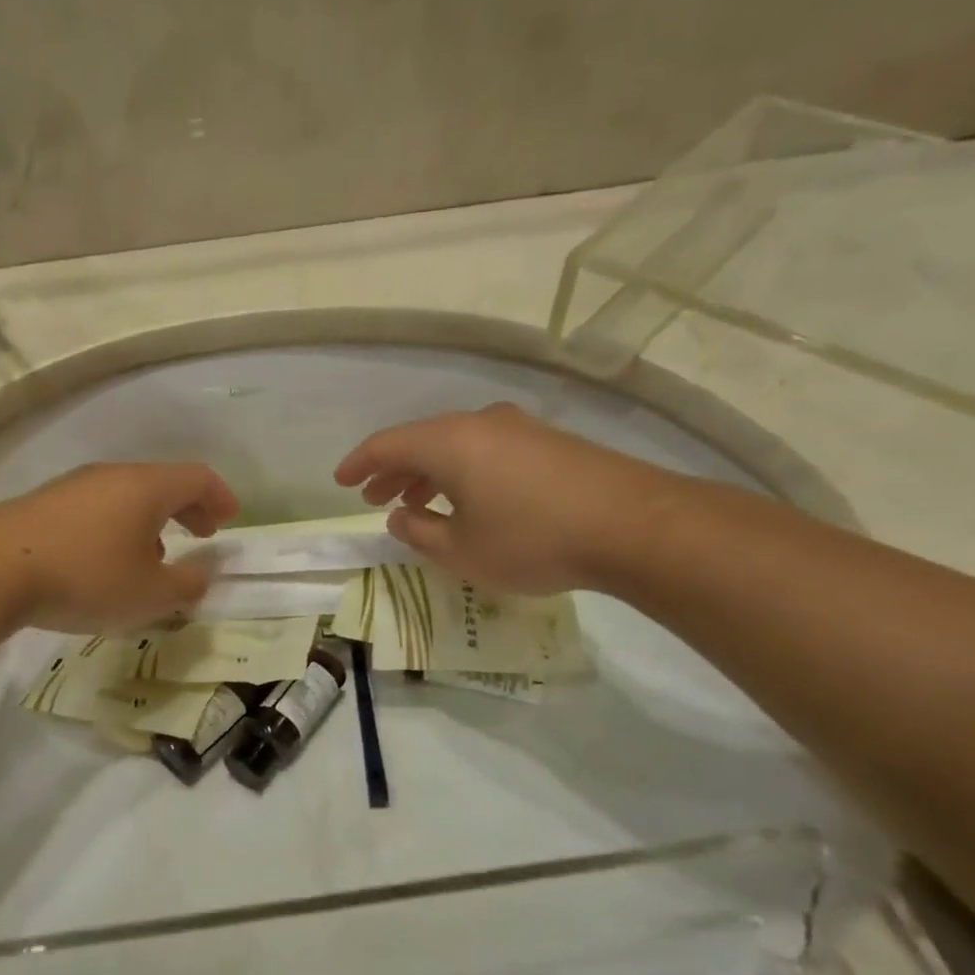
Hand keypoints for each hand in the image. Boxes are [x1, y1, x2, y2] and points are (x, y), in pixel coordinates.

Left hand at [0, 462, 239, 631]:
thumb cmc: (85, 577)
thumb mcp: (149, 594)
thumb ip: (187, 584)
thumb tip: (204, 573)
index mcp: (146, 488)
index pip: (197, 477)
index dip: (220, 496)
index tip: (230, 519)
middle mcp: (112, 476)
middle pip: (162, 482)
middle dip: (188, 508)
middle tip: (203, 533)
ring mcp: (74, 486)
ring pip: (127, 495)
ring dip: (152, 520)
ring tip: (155, 554)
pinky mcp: (44, 504)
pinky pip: (97, 507)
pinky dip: (119, 526)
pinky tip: (106, 560)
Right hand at [334, 403, 686, 593]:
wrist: (633, 525)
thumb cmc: (532, 539)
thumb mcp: (462, 551)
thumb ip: (420, 533)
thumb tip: (400, 517)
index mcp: (449, 442)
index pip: (387, 444)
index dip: (358, 464)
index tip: (340, 482)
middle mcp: (480, 424)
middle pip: (421, 440)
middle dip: (393, 471)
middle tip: (375, 498)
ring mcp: (518, 429)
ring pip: (456, 446)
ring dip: (428, 473)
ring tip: (416, 503)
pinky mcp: (548, 443)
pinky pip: (486, 451)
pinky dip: (462, 473)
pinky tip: (469, 500)